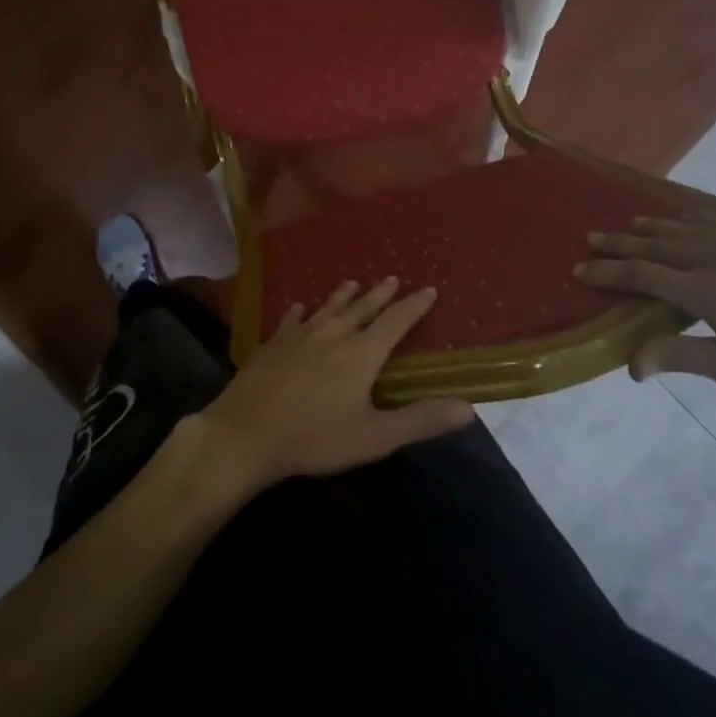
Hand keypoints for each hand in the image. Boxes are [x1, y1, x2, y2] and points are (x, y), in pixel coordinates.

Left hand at [196, 278, 474, 490]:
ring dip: (344, 295)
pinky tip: (300, 307)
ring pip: (328, 308)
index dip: (414, 306)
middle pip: (362, 308)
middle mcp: (333, 335)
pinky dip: (301, 311)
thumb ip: (420, 420)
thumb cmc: (315, 437)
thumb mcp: (374, 437)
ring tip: (353, 283)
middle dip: (380, 294)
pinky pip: (292, 320)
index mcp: (361, 353)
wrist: (247, 433)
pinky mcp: (273, 344)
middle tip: (393, 279)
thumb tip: (468, 407)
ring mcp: (299, 336)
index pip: (395, 322)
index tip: (429, 289)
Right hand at [574, 208, 715, 404]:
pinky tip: (686, 218)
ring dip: (654, 227)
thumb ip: (682, 357)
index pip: (644, 276)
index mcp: (709, 292)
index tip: (581, 270)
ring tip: (631, 225)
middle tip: (593, 239)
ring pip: (688, 229)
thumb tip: (632, 365)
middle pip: (659, 246)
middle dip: (622, 243)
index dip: (609, 272)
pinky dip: (694, 219)